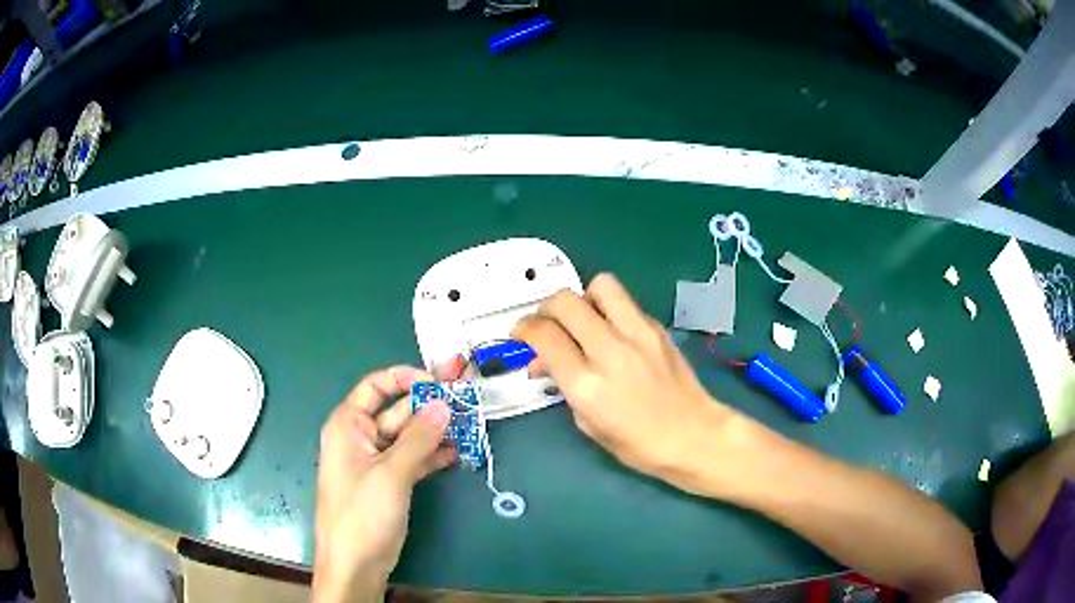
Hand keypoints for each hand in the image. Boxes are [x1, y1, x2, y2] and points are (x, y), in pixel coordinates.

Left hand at [312, 362, 461, 602]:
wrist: (356, 564)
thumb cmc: (362, 514)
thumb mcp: (390, 474)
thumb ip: (418, 438)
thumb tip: (443, 403)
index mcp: (349, 425)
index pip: (376, 386)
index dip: (406, 378)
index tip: (439, 383)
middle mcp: (361, 437)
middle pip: (397, 410)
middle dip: (430, 407)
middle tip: (468, 402)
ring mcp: (377, 461)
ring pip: (409, 436)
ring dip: (436, 432)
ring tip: (470, 428)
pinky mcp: (391, 482)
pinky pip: (414, 459)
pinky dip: (433, 455)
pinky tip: (457, 454)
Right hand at [511, 274, 737, 491]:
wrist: (694, 435)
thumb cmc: (638, 444)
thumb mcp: (588, 423)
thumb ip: (563, 386)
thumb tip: (543, 362)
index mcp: (587, 384)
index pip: (544, 335)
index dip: (524, 329)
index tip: (521, 334)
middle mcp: (610, 350)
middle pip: (565, 302)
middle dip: (546, 308)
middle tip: (546, 324)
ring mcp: (638, 334)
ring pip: (600, 286)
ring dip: (582, 298)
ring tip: (582, 320)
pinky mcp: (657, 328)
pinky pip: (624, 303)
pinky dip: (609, 311)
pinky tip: (612, 332)